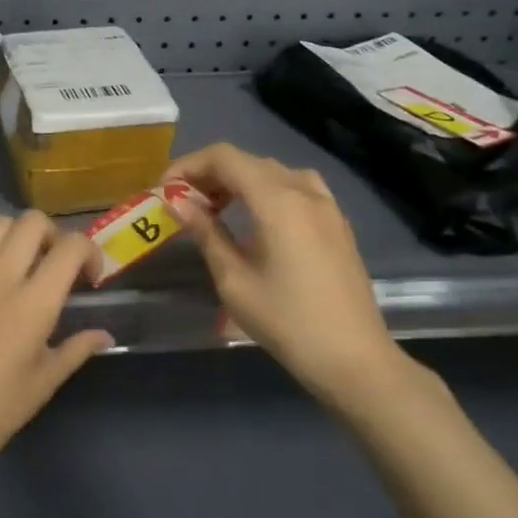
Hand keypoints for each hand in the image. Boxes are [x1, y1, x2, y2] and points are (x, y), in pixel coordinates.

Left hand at [0, 211, 113, 479]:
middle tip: (53, 264)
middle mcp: (0, 277)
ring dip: (17, 237)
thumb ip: (78, 348)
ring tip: (17, 264)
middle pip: (34, 221)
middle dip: (53, 236)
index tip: (88, 276)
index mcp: (34, 304)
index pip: (71, 247)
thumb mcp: (45, 380)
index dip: (89, 252)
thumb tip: (105, 334)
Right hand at [164, 143, 413, 413]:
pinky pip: (296, 187)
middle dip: (209, 173)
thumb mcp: (234, 279)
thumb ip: (205, 232)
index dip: (188, 166)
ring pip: (273, 171)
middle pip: (248, 161)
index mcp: (277, 200)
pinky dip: (266, 190)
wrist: (353, 359)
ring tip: (215, 208)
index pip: (224, 158)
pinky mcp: (337, 222)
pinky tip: (255, 219)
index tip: (164, 190)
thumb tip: (177, 201)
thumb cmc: (286, 321)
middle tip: (183, 202)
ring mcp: (326, 205)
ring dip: (238, 179)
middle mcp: (305, 191)